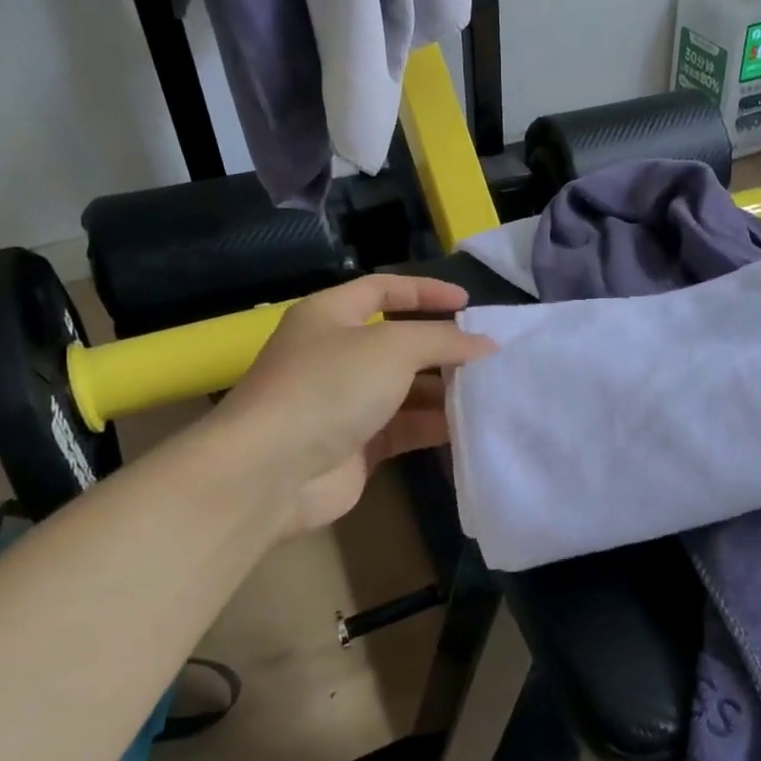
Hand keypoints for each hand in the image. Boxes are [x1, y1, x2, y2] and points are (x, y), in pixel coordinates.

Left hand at [212, 276, 495, 536]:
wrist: (272, 472)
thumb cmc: (330, 387)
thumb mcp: (393, 347)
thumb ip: (443, 340)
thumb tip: (485, 344)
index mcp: (331, 315)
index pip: (383, 289)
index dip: (425, 290)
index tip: (468, 302)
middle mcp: (336, 355)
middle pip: (399, 342)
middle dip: (442, 347)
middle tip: (488, 354)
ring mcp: (344, 403)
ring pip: (405, 389)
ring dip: (443, 390)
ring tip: (489, 391)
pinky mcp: (356, 445)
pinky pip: (404, 428)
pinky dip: (434, 425)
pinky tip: (469, 426)